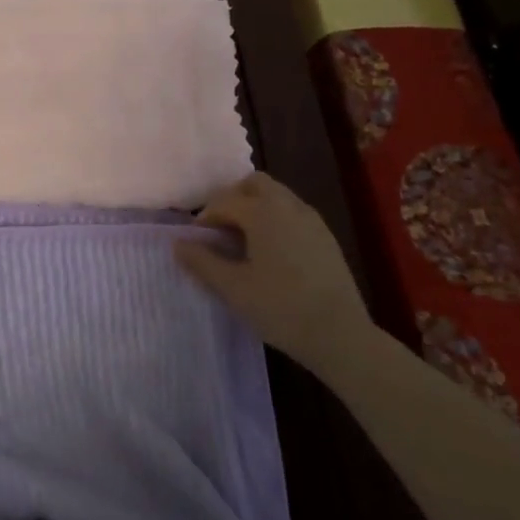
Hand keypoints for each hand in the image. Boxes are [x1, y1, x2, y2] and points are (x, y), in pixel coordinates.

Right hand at [174, 172, 368, 361]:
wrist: (341, 335)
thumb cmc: (280, 308)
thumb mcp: (233, 288)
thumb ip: (202, 262)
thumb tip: (178, 244)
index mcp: (263, 212)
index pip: (224, 201)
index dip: (205, 218)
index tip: (197, 242)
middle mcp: (288, 205)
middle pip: (254, 184)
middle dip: (232, 199)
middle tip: (220, 230)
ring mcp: (312, 219)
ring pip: (276, 195)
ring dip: (255, 207)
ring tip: (243, 242)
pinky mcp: (326, 237)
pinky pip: (293, 213)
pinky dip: (275, 219)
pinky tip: (271, 253)